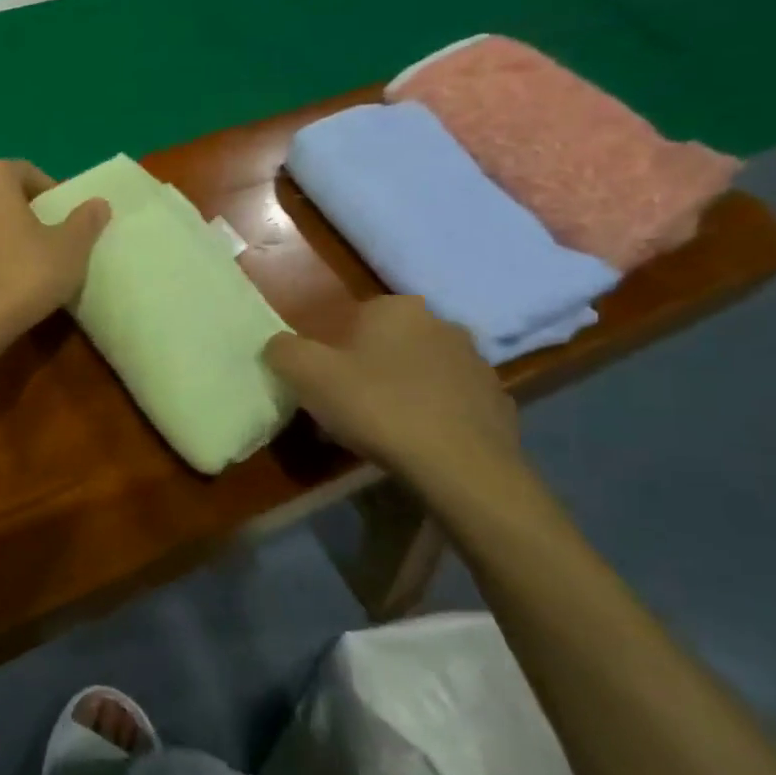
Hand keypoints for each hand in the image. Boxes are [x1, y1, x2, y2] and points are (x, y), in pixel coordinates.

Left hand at [0, 160, 110, 347]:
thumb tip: (98, 203)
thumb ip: (85, 220)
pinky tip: (2, 280)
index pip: (27, 173)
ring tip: (27, 262)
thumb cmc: (25, 273)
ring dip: (2, 234)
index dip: (51, 195)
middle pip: (1, 195)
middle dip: (25, 213)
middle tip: (49, 240)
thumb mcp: (70, 247)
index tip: (66, 222)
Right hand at [263, 296, 520, 482]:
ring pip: (419, 372)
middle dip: (366, 370)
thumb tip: (279, 346)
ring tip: (380, 432)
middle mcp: (441, 323)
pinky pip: (449, 402)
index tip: (322, 385)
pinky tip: (416, 444)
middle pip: (386, 345)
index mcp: (396, 308)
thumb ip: (283, 350)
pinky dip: (431, 416)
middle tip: (346, 409)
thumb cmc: (377, 407)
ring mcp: (476, 362)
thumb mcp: (307, 375)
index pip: (351, 319)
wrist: (461, 466)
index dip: (331, 352)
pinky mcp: (497, 400)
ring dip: (399, 392)